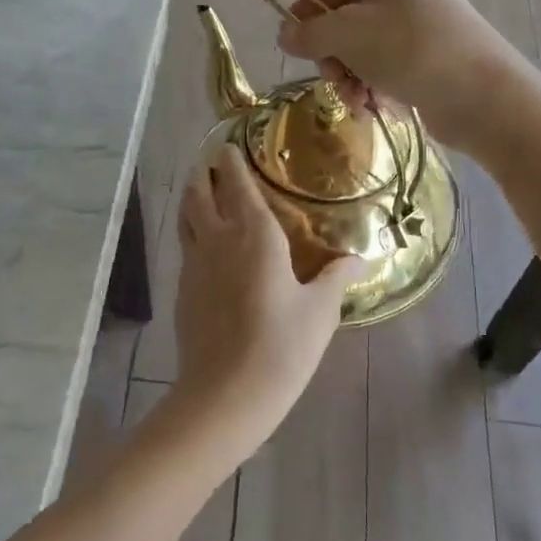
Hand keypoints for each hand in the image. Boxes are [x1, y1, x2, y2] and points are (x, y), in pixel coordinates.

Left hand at [171, 149, 364, 459]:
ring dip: (191, 198)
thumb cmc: (282, 346)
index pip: (238, 184)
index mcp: (255, 235)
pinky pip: (186, 246)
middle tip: (212, 164)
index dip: (232, 162)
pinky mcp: (182, 290)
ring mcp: (195, 264)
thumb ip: (337, 278)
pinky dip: (191, 231)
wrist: (226, 393)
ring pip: (186, 217)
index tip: (228, 146)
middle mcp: (219, 239)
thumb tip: (358, 259)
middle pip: (200, 193)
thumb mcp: (320, 311)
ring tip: (200, 190)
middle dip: (204, 174)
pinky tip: (203, 245)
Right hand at [276, 0, 525, 149]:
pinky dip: (377, 85)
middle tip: (338, 82)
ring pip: (363, 47)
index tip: (299, 54)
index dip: (307, 20)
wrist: (481, 93)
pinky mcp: (431, 48)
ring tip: (360, 103)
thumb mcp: (346, 36)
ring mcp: (420, 15)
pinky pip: (387, 63)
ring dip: (352, 77)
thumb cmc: (408, 49)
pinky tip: (378, 106)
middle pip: (343, 19)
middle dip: (334, 57)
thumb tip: (285, 34)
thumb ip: (308, 33)